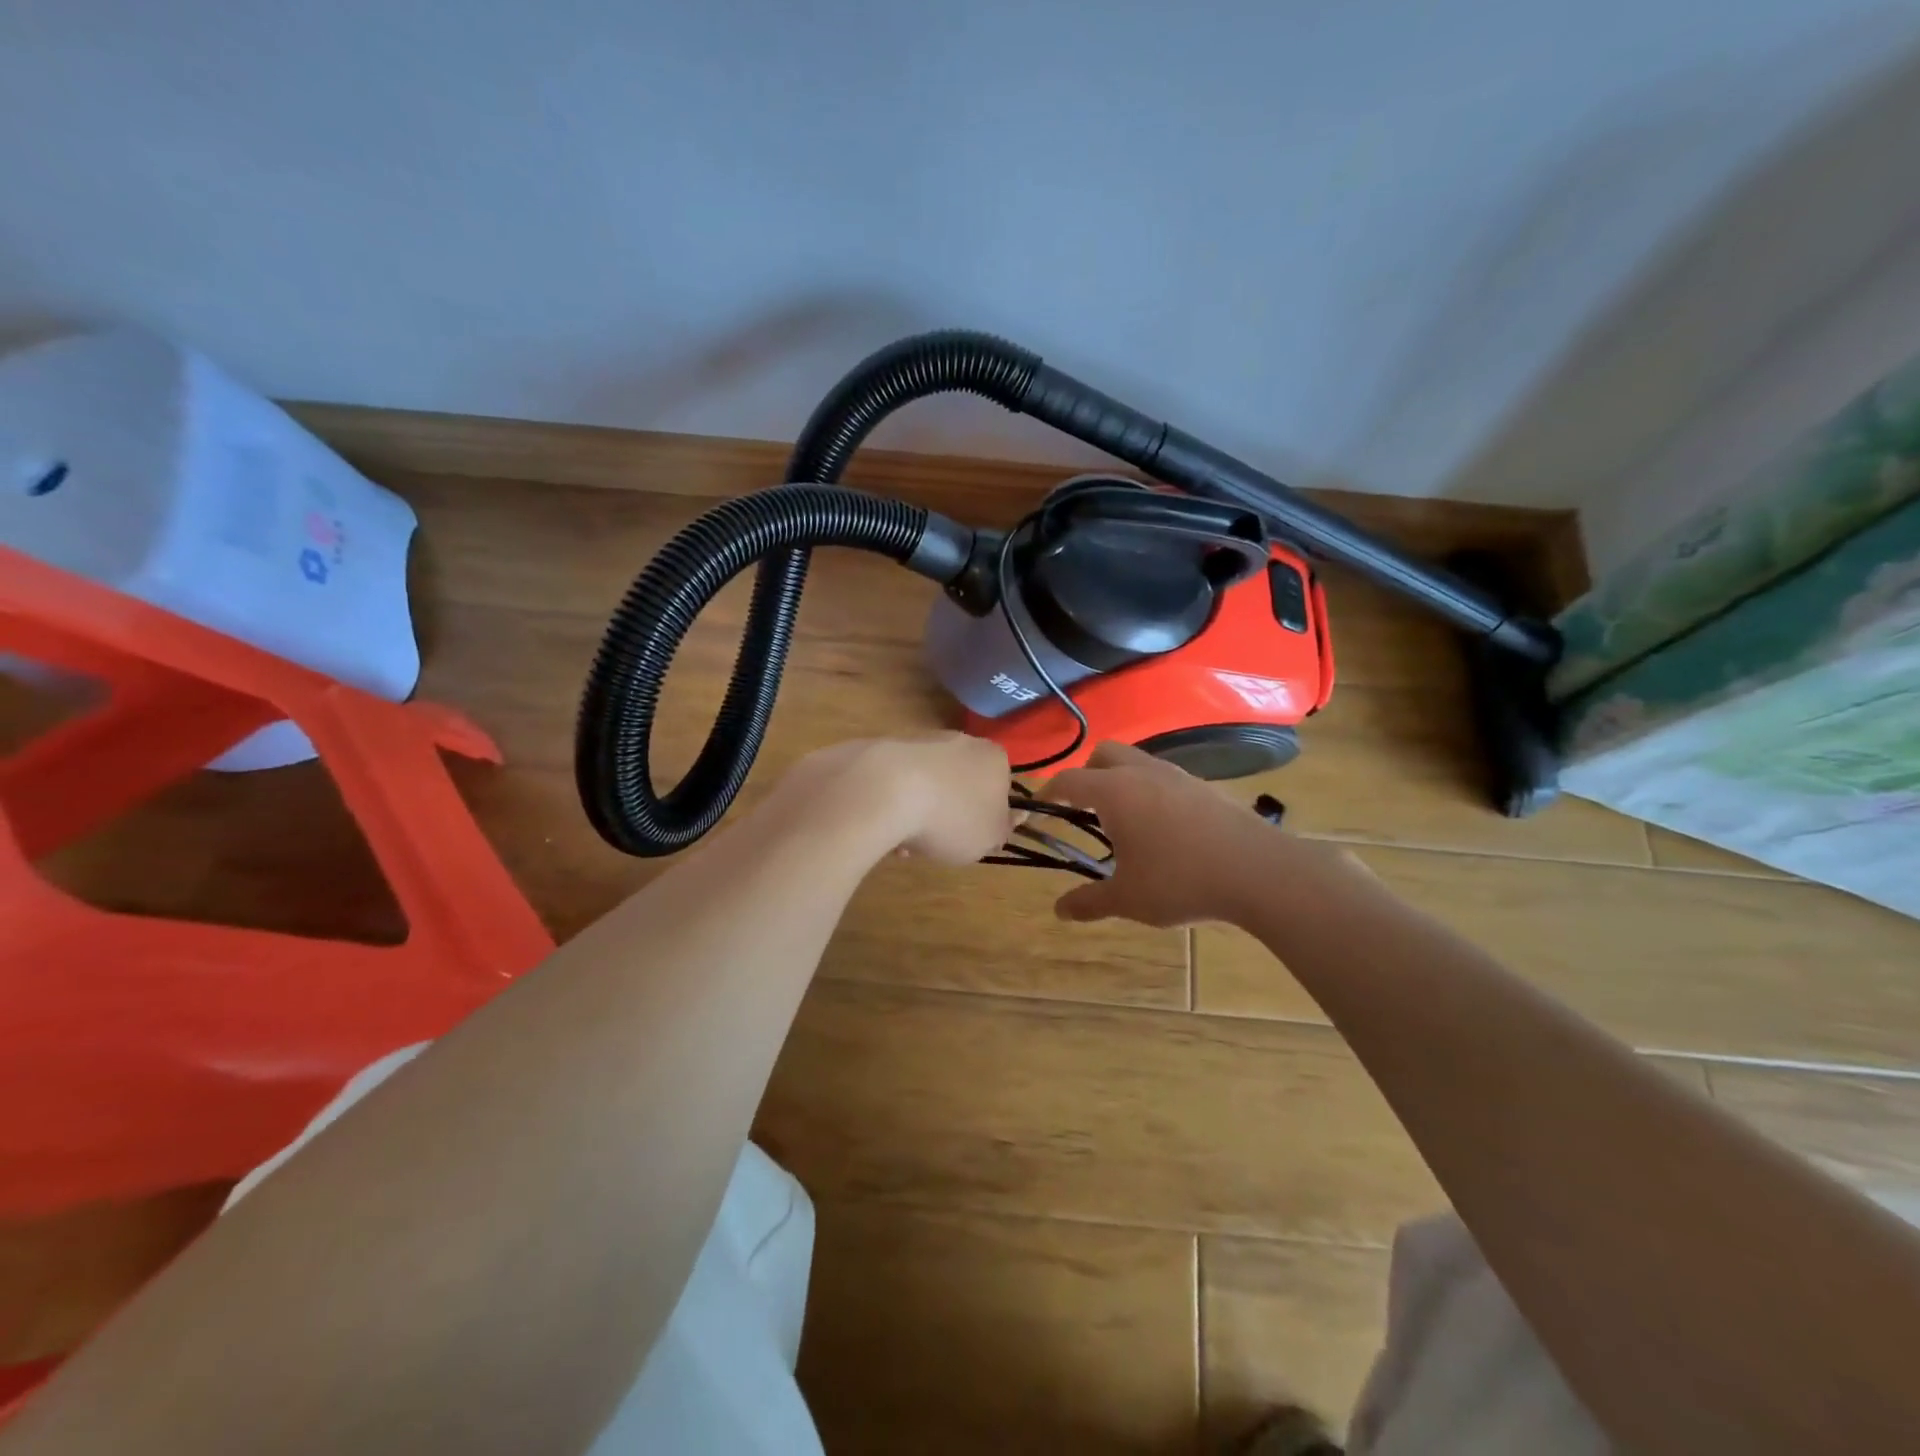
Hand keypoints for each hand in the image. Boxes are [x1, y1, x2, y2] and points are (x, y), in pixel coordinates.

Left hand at [790, 733, 1012, 865]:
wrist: (885, 790)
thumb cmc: (950, 817)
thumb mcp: (988, 837)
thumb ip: (1003, 829)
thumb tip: (1013, 817)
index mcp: (994, 758)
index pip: (998, 788)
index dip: (986, 817)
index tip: (971, 839)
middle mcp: (960, 740)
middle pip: (960, 785)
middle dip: (948, 815)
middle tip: (937, 843)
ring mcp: (920, 740)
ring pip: (926, 786)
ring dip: (918, 814)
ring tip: (903, 843)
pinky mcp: (885, 748)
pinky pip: (896, 783)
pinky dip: (892, 805)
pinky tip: (883, 826)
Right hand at [1043, 741, 1284, 926]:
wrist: (1258, 872)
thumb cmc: (1181, 882)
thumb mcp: (1129, 899)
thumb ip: (1090, 902)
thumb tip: (1059, 911)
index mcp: (1114, 792)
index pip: (1069, 779)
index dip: (1049, 793)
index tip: (1041, 810)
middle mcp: (1142, 772)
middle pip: (1103, 753)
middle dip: (1087, 774)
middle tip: (1084, 810)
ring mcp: (1177, 775)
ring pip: (1137, 761)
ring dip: (1121, 780)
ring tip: (1124, 820)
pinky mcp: (1204, 786)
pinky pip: (1164, 776)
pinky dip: (1151, 790)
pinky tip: (1162, 828)